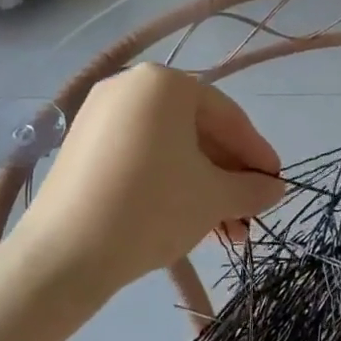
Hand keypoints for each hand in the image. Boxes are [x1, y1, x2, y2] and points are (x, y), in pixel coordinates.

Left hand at [14, 66, 284, 301]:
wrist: (63, 256)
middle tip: (249, 216)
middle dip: (228, 178)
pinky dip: (169, 182)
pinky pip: (141, 155)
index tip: (277, 185)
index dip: (257, 154)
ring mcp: (101, 115)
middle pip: (197, 132)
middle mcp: (131, 86)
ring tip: (225, 233)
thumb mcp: (213, 198)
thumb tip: (276, 189)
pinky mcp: (82, 146)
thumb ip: (251, 188)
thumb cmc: (151, 209)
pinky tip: (189, 219)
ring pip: (170, 148)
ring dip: (203, 186)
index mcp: (165, 84)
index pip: (228, 117)